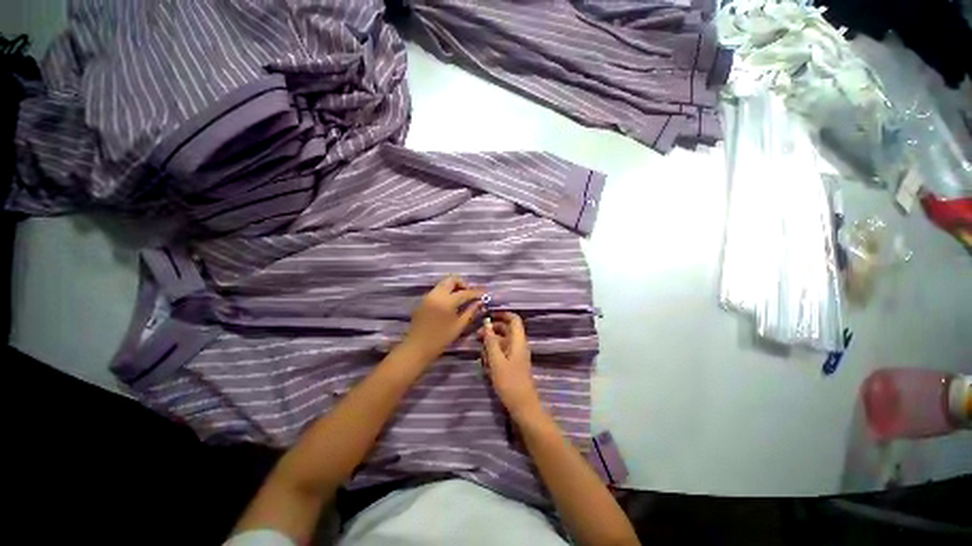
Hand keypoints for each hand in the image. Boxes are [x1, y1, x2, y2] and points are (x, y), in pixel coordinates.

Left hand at [399, 276, 484, 367]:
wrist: (416, 348)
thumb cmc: (440, 339)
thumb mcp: (458, 326)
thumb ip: (470, 312)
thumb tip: (479, 302)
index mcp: (446, 301)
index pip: (464, 292)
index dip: (475, 293)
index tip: (484, 294)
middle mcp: (436, 294)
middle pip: (451, 280)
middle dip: (463, 284)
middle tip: (470, 294)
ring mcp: (428, 296)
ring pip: (444, 284)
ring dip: (454, 287)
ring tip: (462, 299)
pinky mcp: (424, 300)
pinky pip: (437, 291)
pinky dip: (446, 292)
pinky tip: (451, 304)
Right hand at [479, 312, 542, 418]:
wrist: (522, 406)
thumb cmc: (510, 382)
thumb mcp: (496, 361)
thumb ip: (491, 341)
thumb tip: (487, 323)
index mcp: (518, 341)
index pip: (514, 319)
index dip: (502, 315)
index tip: (488, 316)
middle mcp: (519, 345)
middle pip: (507, 329)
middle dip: (492, 329)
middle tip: (477, 335)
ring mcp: (516, 355)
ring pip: (503, 341)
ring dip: (491, 342)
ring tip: (479, 349)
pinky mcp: (513, 364)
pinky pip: (502, 352)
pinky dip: (494, 352)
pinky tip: (485, 360)